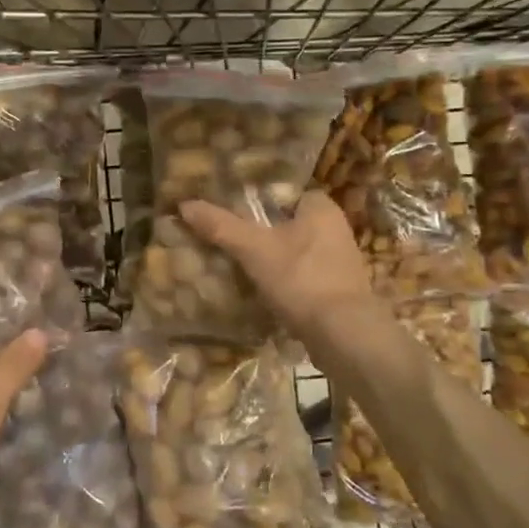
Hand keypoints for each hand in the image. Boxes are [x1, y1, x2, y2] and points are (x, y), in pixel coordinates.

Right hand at [181, 190, 374, 345]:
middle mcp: (336, 229)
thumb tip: (185, 205)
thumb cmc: (301, 278)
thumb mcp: (254, 249)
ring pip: (296, 251)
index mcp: (322, 208)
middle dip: (263, 231)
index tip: (233, 211)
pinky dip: (285, 281)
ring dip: (273, 258)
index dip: (259, 200)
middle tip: (230, 239)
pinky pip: (304, 276)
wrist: (343, 335)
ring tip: (240, 265)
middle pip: (289, 223)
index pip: (285, 193)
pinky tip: (263, 291)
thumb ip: (221, 226)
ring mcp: (341, 262)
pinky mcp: (339, 291)